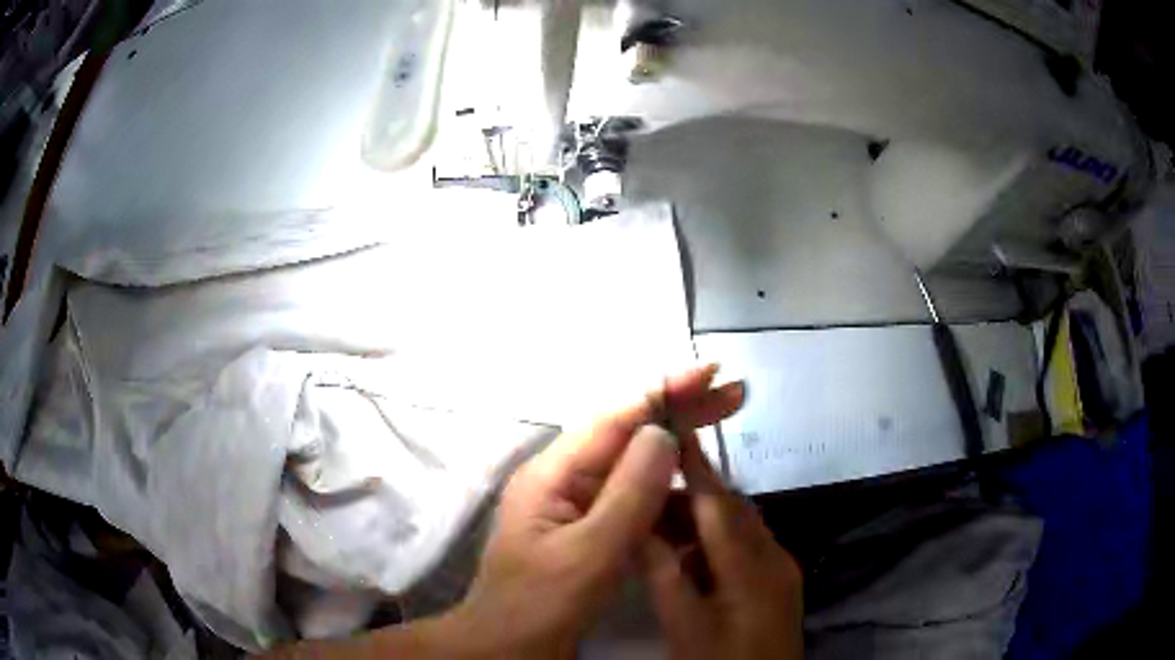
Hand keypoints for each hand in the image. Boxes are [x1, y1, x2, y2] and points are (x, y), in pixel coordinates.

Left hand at [444, 364, 744, 658]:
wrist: (506, 648)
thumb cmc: (540, 606)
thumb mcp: (590, 553)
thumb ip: (629, 493)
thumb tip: (663, 431)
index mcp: (553, 473)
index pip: (615, 417)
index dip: (665, 390)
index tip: (711, 373)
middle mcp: (562, 478)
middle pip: (626, 432)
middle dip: (679, 409)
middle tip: (733, 394)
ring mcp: (573, 503)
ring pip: (632, 463)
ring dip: (677, 445)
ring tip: (722, 424)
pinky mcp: (586, 527)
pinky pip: (631, 495)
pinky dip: (666, 486)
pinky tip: (695, 484)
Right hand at [642, 431, 803, 659]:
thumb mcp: (684, 624)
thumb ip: (663, 574)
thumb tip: (638, 527)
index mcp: (753, 566)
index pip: (720, 504)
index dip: (697, 466)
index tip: (674, 430)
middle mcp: (775, 556)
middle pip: (733, 511)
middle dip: (692, 496)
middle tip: (648, 492)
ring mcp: (782, 569)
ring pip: (740, 529)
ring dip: (703, 521)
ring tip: (659, 526)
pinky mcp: (780, 582)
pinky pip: (748, 549)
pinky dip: (717, 544)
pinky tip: (689, 559)